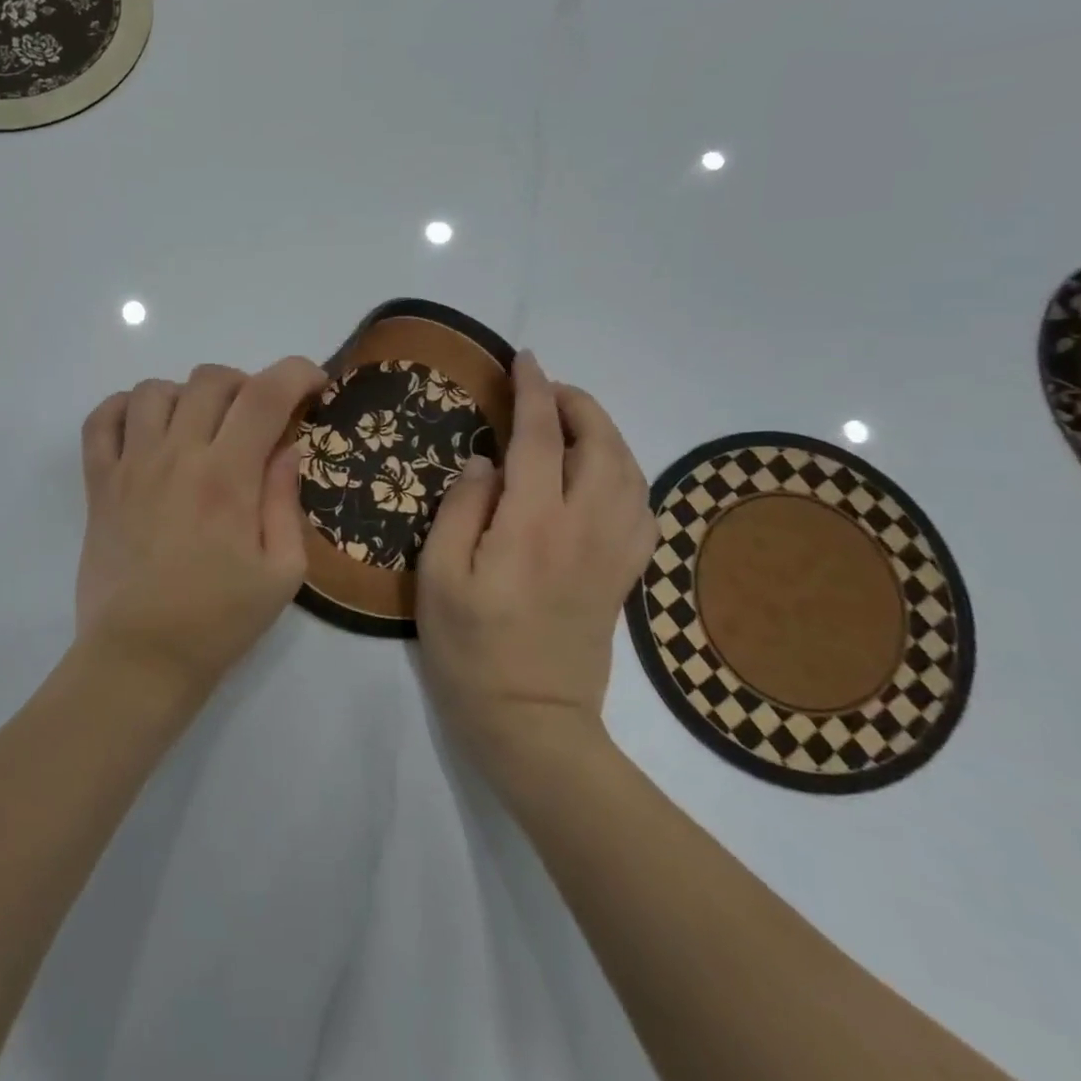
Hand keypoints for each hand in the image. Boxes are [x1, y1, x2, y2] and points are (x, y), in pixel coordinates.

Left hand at [75, 357, 326, 703]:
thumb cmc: (219, 620)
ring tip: (201, 427)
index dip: (296, 373)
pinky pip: (101, 420)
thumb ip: (285, 501)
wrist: (141, 657)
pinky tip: (146, 428)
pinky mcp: (99, 484)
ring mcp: (131, 466)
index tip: (314, 384)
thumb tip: (286, 448)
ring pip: (155, 390)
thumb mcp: (282, 573)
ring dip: (188, 396)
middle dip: (246, 385)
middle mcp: (176, 457)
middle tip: (258, 420)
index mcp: (227, 478)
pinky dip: (124, 408)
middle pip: (210, 380)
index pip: (265, 395)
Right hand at [416, 351, 656, 768]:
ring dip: (604, 433)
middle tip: (545, 389)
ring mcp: (612, 551)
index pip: (538, 437)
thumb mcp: (439, 577)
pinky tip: (604, 475)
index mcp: (533, 523)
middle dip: (576, 404)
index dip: (532, 391)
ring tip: (571, 423)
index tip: (523, 359)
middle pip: (599, 444)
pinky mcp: (623, 575)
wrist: (531, 721)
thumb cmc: (471, 649)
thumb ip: (461, 509)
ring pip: (628, 471)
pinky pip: (641, 507)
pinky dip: (627, 474)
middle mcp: (584, 527)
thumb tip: (485, 463)